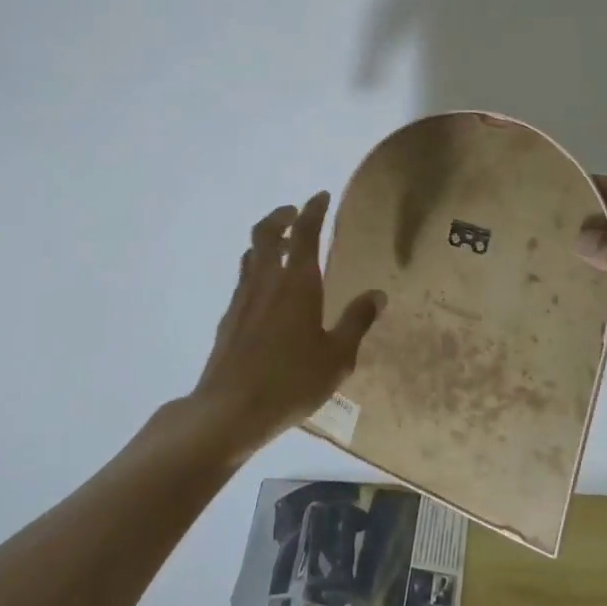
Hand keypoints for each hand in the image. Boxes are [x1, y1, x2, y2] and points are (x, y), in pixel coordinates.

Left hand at [189, 193, 384, 456]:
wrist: (230, 409)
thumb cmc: (291, 381)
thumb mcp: (337, 357)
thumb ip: (357, 321)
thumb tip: (378, 294)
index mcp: (297, 283)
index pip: (305, 232)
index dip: (314, 210)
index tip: (321, 196)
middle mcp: (267, 280)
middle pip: (267, 232)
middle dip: (282, 216)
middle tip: (296, 213)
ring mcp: (243, 298)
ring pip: (251, 254)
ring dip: (267, 241)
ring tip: (283, 247)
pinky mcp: (229, 317)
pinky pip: (244, 278)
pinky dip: (258, 268)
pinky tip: (268, 291)